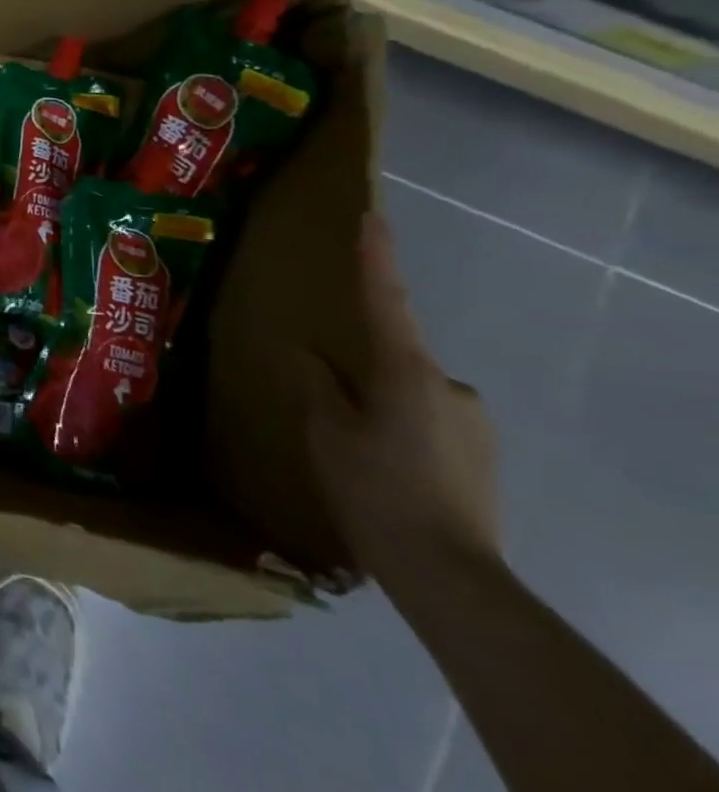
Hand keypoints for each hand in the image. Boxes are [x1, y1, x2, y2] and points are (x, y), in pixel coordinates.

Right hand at [303, 213, 501, 585]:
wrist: (450, 575)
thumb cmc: (375, 489)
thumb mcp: (327, 433)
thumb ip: (318, 385)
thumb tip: (309, 354)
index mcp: (406, 371)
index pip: (386, 300)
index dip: (377, 257)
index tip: (372, 216)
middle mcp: (450, 385)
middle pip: (396, 357)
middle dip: (364, 370)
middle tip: (333, 404)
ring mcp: (473, 421)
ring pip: (412, 393)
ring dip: (382, 404)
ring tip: (354, 445)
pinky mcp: (483, 454)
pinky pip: (430, 421)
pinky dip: (403, 429)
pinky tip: (383, 467)